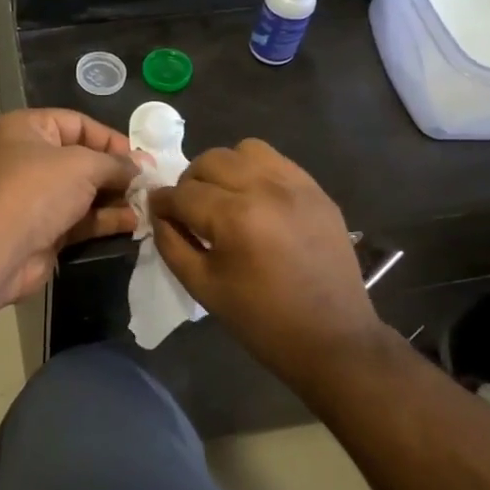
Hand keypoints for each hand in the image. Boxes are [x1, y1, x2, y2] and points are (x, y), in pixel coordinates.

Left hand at [0, 109, 139, 306]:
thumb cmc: (38, 189)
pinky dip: (105, 219)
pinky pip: (80, 219)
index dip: (111, 139)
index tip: (141, 158)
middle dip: (116, 171)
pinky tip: (133, 223)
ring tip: (147, 204)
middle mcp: (28, 158)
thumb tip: (143, 166)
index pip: (77, 124)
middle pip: (82, 159)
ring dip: (115, 197)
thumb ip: (116, 164)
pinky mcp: (43, 230)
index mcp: (27, 129)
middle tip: (149, 182)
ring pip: (83, 192)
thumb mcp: (83, 165)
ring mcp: (34, 197)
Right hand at [149, 139, 385, 382]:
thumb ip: (172, 243)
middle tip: (190, 209)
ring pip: (245, 150)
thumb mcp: (202, 287)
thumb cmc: (261, 320)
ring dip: (225, 168)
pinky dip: (256, 172)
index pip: (183, 193)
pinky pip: (277, 161)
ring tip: (224, 198)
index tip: (156, 211)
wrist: (333, 339)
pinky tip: (255, 201)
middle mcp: (265, 188)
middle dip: (190, 182)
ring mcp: (296, 185)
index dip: (162, 202)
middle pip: (211, 161)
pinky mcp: (317, 190)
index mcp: (235, 217)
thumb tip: (159, 214)